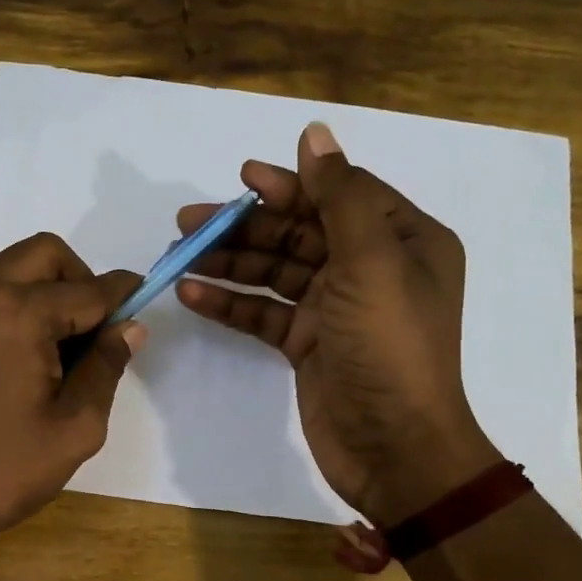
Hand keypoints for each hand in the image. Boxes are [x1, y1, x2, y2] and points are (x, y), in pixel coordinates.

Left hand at [0, 232, 143, 559]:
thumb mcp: (75, 426)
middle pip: (45, 255)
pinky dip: (11, 305)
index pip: (86, 290)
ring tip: (56, 351)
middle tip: (93, 332)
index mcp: (15, 313)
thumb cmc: (2, 471)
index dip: (122, 295)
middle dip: (80, 281)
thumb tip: (130, 327)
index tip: (144, 299)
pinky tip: (18, 357)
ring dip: (45, 292)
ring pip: (11, 268)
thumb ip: (107, 366)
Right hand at [175, 122, 499, 527]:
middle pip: (299, 232)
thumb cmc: (389, 346)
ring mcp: (336, 308)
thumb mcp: (371, 261)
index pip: (339, 195)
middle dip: (245, 225)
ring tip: (180, 255)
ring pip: (275, 270)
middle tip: (187, 222)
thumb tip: (315, 133)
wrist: (394, 448)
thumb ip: (340, 196)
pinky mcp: (308, 343)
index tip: (242, 178)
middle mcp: (371, 267)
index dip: (291, 184)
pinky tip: (192, 294)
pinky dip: (231, 302)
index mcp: (401, 240)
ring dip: (229, 261)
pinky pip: (264, 311)